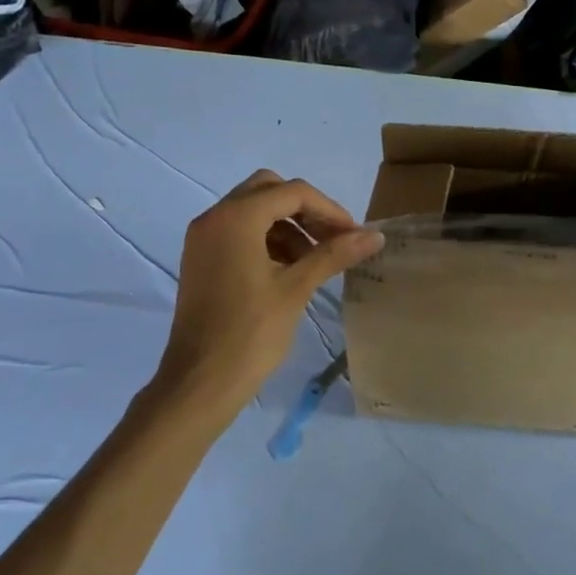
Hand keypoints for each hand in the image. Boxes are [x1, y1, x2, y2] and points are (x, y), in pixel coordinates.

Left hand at [145, 170, 381, 426]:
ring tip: (316, 261)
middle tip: (333, 239)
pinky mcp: (201, 259)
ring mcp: (203, 238)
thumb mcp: (296, 289)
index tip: (354, 235)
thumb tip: (375, 235)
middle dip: (306, 211)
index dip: (329, 210)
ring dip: (287, 226)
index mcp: (235, 218)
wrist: (199, 383)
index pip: (292, 193)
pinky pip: (239, 232)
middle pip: (269, 191)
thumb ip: (335, 254)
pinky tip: (289, 271)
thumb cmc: (250, 333)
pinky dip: (267, 240)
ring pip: (253, 211)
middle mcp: (214, 217)